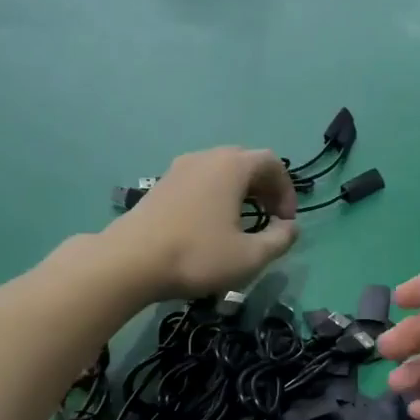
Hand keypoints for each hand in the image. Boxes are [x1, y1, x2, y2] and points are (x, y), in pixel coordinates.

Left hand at [108, 148, 297, 299]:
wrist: (129, 261)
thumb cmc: (197, 255)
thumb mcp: (250, 256)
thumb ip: (280, 240)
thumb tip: (290, 227)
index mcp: (232, 166)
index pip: (272, 163)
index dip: (287, 190)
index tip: (286, 221)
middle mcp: (206, 158)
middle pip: (246, 163)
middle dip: (265, 189)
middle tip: (269, 220)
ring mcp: (179, 169)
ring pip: (220, 171)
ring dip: (239, 193)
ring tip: (242, 224)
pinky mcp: (161, 185)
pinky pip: (199, 181)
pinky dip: (215, 196)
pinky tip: (211, 226)